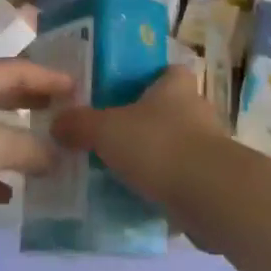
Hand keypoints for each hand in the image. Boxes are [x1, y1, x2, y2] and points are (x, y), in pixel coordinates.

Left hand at [0, 59, 74, 212]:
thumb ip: (32, 147)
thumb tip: (57, 154)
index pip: (19, 70)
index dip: (50, 78)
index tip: (78, 88)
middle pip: (1, 95)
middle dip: (32, 104)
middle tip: (62, 113)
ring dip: (13, 140)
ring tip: (44, 153)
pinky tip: (9, 193)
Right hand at [51, 66, 230, 231]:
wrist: (209, 196)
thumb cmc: (158, 145)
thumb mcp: (106, 130)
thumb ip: (79, 124)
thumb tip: (56, 123)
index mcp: (175, 86)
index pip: (166, 70)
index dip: (147, 78)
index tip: (122, 92)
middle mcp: (197, 110)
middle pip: (168, 109)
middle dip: (145, 122)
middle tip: (112, 136)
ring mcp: (209, 148)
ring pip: (175, 146)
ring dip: (155, 157)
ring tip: (120, 172)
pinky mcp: (213, 182)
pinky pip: (182, 180)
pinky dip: (164, 188)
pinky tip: (138, 200)